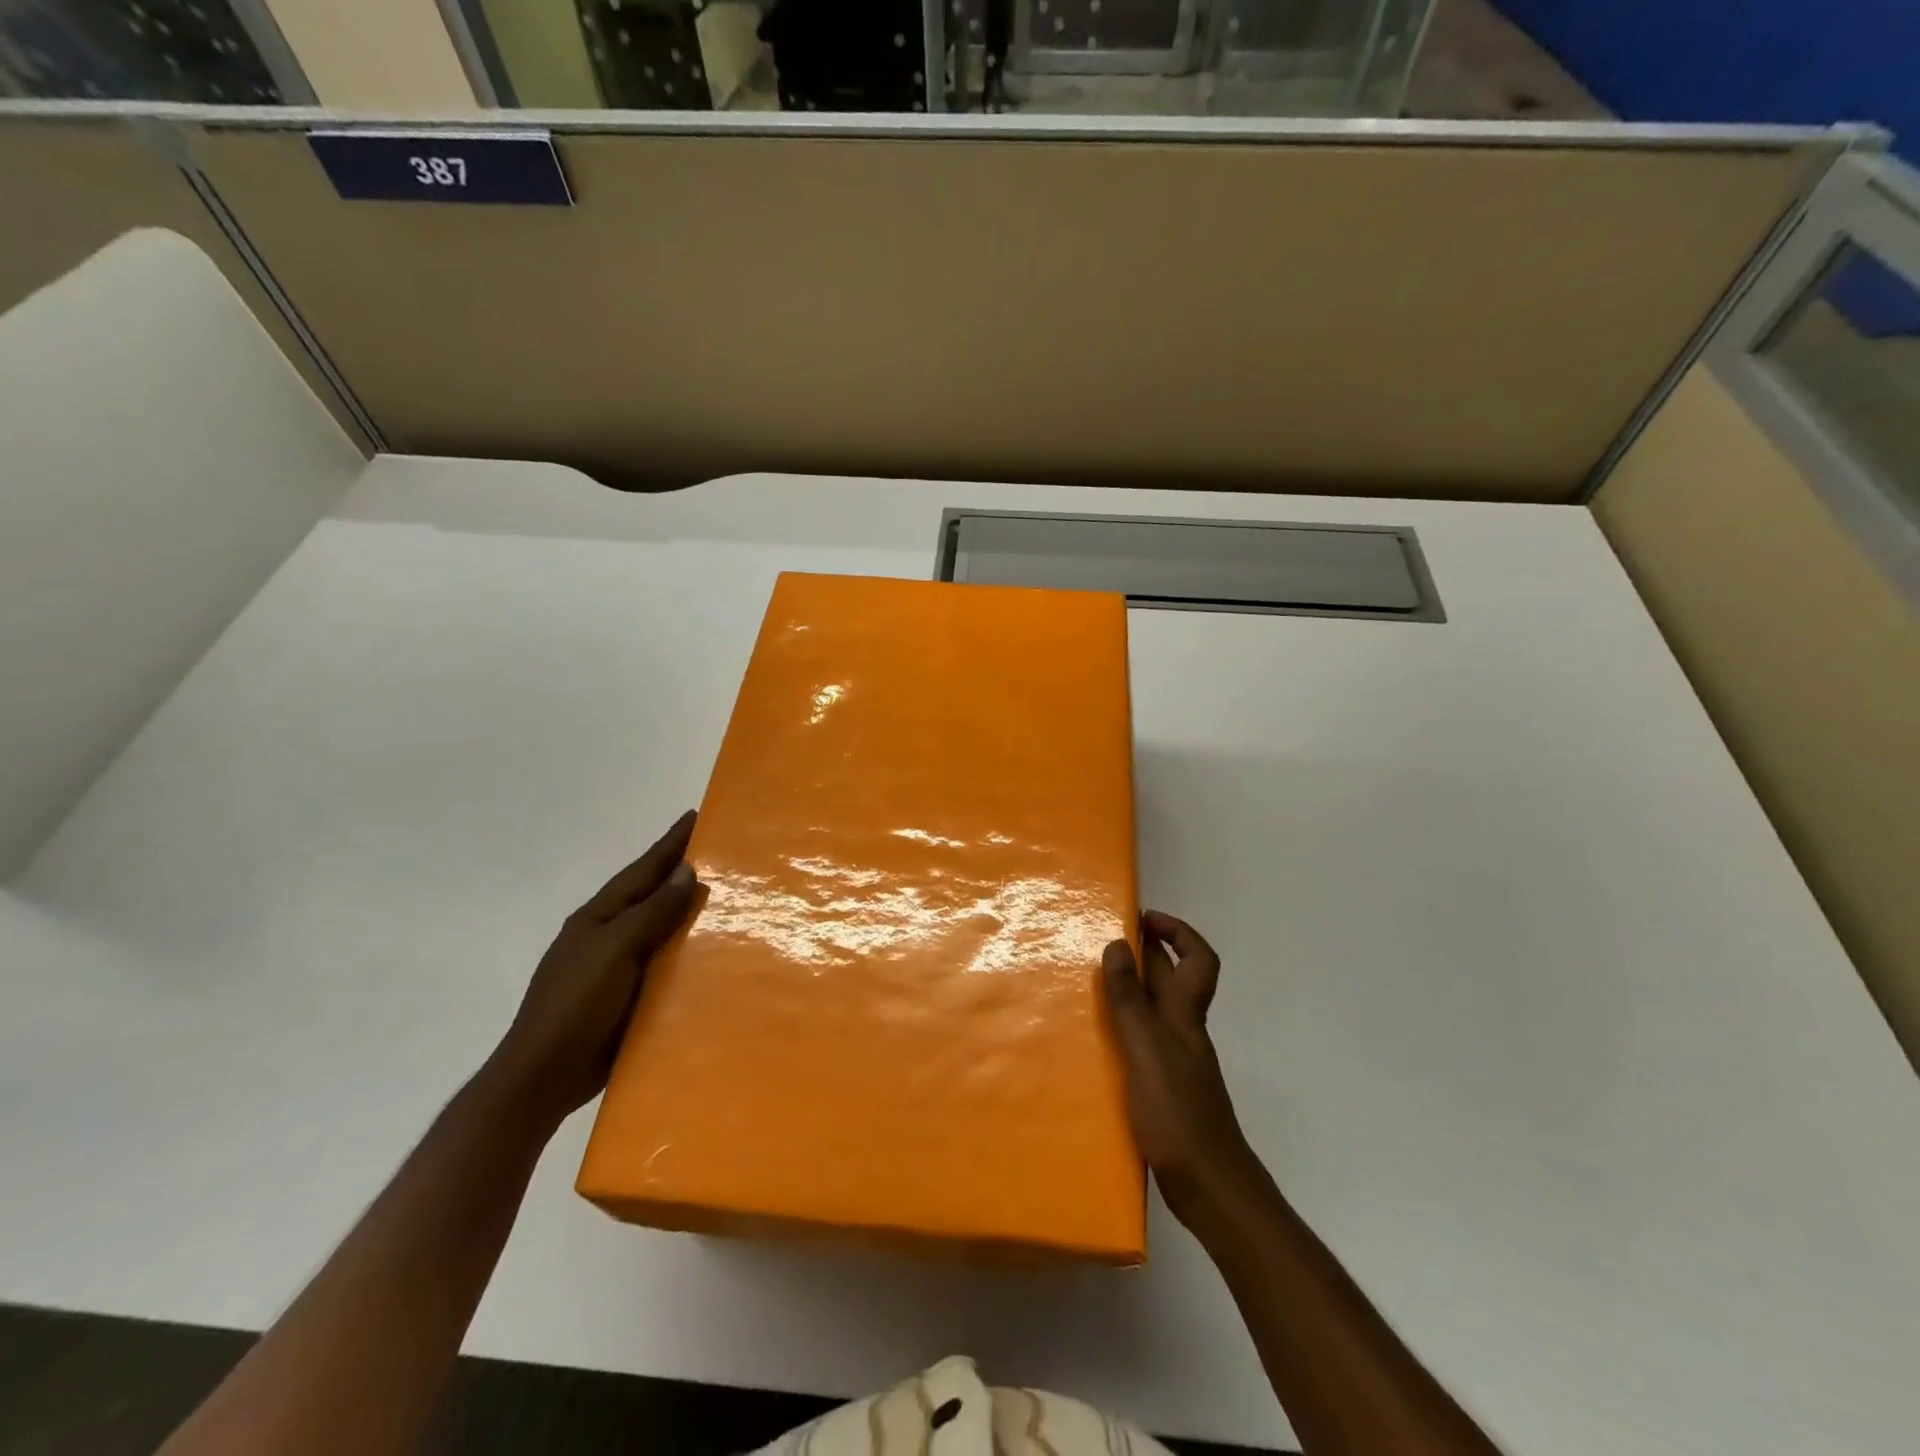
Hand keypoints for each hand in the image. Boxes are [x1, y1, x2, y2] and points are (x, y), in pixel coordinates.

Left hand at [488, 811, 700, 1127]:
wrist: (545, 1076)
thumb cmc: (576, 1005)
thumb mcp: (615, 950)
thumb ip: (652, 912)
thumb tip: (687, 872)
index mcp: (599, 917)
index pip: (642, 870)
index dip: (669, 844)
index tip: (695, 816)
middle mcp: (609, 935)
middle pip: (653, 895)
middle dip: (683, 872)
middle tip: (723, 853)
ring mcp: (619, 966)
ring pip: (662, 929)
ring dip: (690, 912)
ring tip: (729, 897)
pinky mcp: (631, 996)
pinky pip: (667, 962)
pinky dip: (689, 951)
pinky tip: (715, 952)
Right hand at [1102, 911, 1255, 1219]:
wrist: (1209, 1188)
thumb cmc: (1179, 1113)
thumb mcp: (1148, 1049)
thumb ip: (1131, 1001)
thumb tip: (1118, 945)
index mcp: (1185, 1016)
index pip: (1198, 959)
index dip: (1178, 932)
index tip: (1143, 918)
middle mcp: (1183, 1031)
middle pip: (1171, 980)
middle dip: (1144, 954)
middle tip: (1101, 943)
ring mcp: (1174, 1061)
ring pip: (1154, 1010)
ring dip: (1128, 991)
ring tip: (1086, 985)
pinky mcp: (1161, 1087)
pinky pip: (1141, 1041)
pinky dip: (1121, 1030)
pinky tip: (1095, 1040)